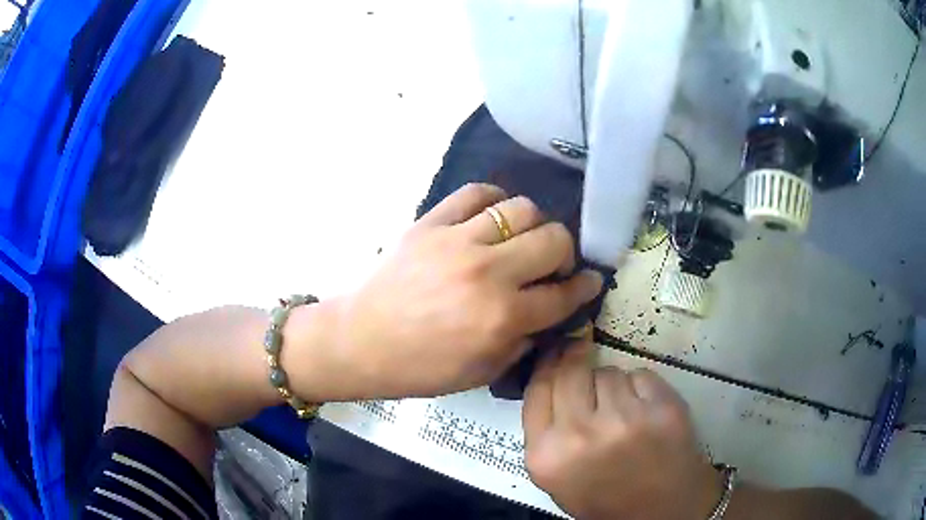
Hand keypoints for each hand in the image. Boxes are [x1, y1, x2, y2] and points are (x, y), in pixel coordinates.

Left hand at [301, 183, 602, 400]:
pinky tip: (493, 216)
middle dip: (565, 253)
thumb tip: (552, 311)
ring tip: (521, 240)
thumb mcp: (482, 371)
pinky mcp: (431, 222)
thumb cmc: (421, 367)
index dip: (585, 287)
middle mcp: (488, 273)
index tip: (591, 281)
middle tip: (552, 265)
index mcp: (501, 319)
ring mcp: (458, 241)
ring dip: (534, 225)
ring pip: (522, 208)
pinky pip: (476, 193)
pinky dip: (494, 200)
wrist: (361, 341)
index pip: (564, 294)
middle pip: (554, 239)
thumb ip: (525, 340)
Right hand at [523, 336, 720, 519]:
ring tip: (623, 414)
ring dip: (613, 385)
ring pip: (609, 372)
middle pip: (572, 371)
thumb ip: (545, 430)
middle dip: (579, 367)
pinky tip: (645, 413)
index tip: (558, 349)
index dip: (549, 363)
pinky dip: (641, 388)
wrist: (659, 511)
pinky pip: (640, 376)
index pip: (538, 387)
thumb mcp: (557, 475)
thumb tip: (552, 372)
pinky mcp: (662, 409)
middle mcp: (581, 435)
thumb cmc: (604, 496)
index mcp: (547, 455)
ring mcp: (625, 420)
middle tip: (589, 372)